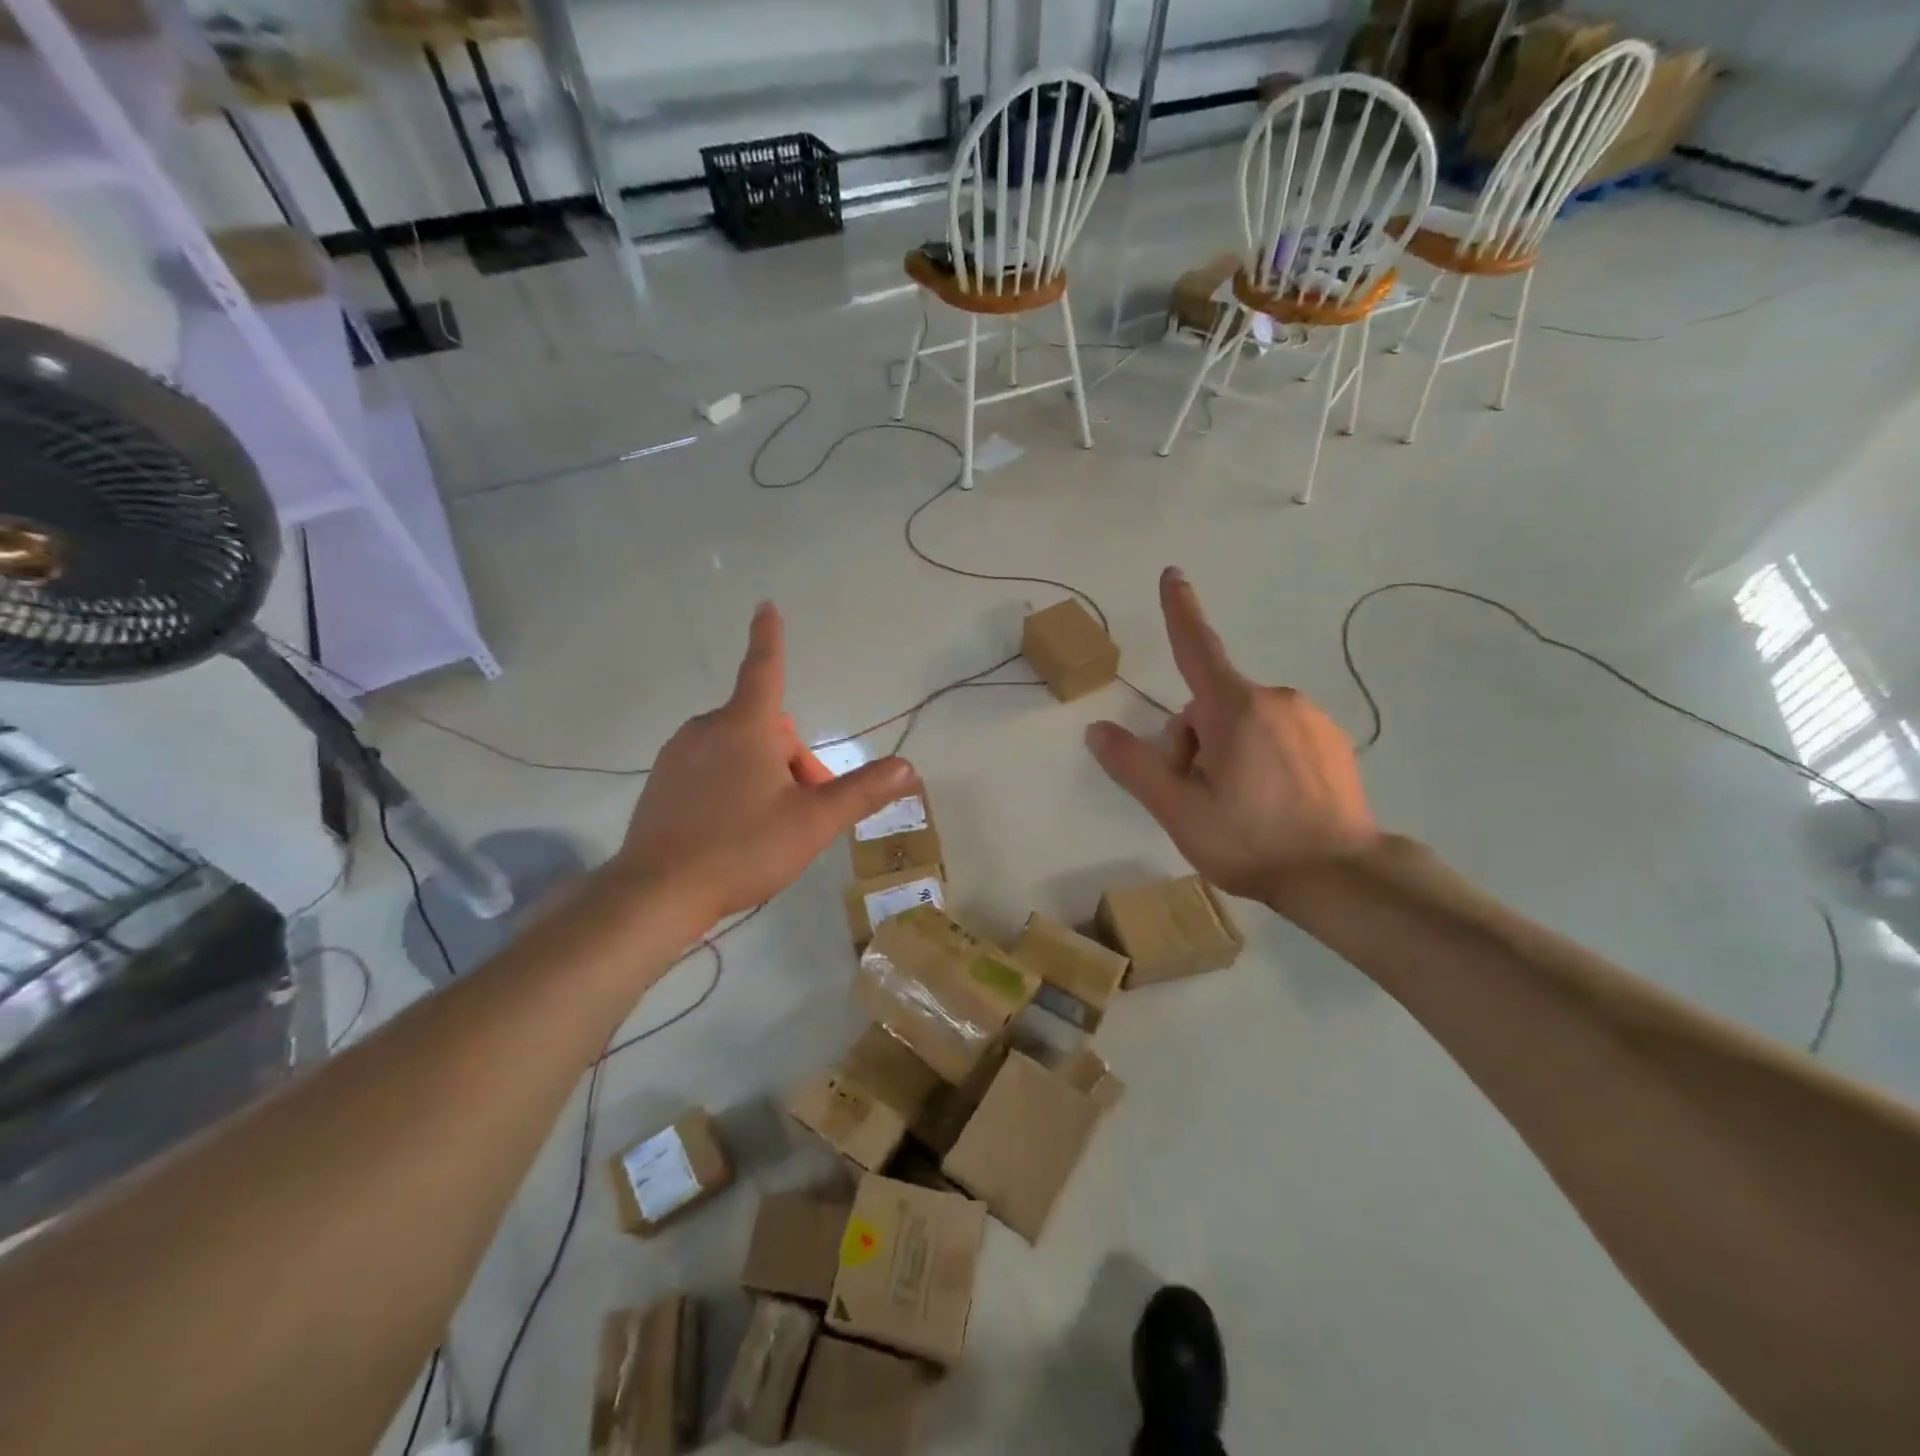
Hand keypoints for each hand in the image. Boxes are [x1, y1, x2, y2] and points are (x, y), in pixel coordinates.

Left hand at [614, 602, 913, 929]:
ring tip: (767, 826)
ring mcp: (677, 754)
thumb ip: (862, 792)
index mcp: (745, 727)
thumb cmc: (742, 848)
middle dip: (791, 761)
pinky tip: (731, 831)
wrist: (657, 892)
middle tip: (802, 811)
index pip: (765, 669)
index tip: (765, 606)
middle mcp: (707, 729)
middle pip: (765, 729)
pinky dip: (731, 785)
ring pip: (738, 750)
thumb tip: (907, 767)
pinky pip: (709, 768)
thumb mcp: (812, 822)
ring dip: (763, 774)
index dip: (770, 638)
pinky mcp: (660, 781)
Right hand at [1084, 568, 1378, 903]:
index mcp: (1235, 708)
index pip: (1197, 648)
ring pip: (1245, 722)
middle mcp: (1276, 700)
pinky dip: (1262, 758)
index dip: (1180, 611)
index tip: (1173, 574)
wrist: (1342, 877)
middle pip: (1211, 706)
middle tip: (1199, 796)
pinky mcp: (1332, 742)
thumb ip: (1134, 766)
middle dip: (1193, 741)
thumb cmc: (1251, 840)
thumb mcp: (1178, 809)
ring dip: (1227, 751)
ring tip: (1237, 806)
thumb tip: (1098, 731)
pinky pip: (1278, 735)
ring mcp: (1310, 719)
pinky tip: (1271, 804)